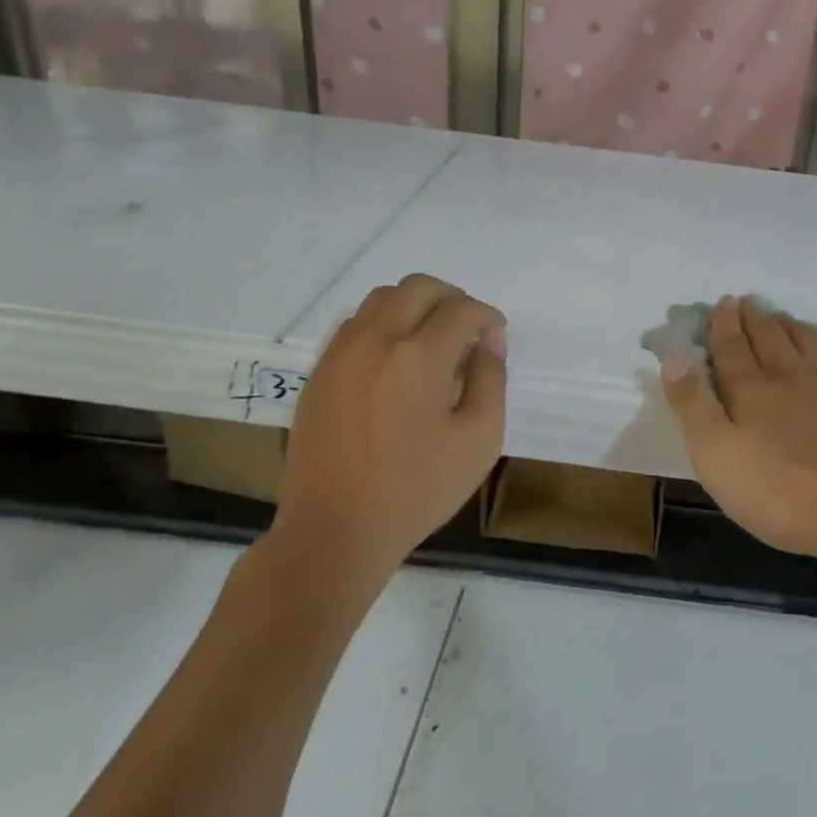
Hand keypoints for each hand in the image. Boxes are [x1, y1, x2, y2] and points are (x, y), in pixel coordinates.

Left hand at [268, 274, 506, 587]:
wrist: (335, 529)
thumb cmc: (417, 490)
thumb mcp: (479, 441)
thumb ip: (491, 381)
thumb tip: (488, 345)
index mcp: (419, 356)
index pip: (463, 309)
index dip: (488, 317)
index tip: (496, 339)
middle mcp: (377, 340)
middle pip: (419, 287)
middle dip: (453, 299)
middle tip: (469, 330)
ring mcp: (341, 353)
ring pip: (382, 298)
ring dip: (416, 306)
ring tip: (432, 341)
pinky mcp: (320, 371)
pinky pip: (355, 323)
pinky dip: (384, 324)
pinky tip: (395, 360)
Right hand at [656, 294, 816, 566]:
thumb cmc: (781, 491)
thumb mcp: (716, 455)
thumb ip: (693, 404)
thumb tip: (674, 356)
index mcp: (752, 390)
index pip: (731, 348)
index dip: (723, 325)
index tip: (723, 302)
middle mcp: (791, 377)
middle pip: (769, 338)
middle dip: (754, 318)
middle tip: (747, 300)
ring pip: (807, 342)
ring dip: (790, 325)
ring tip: (781, 316)